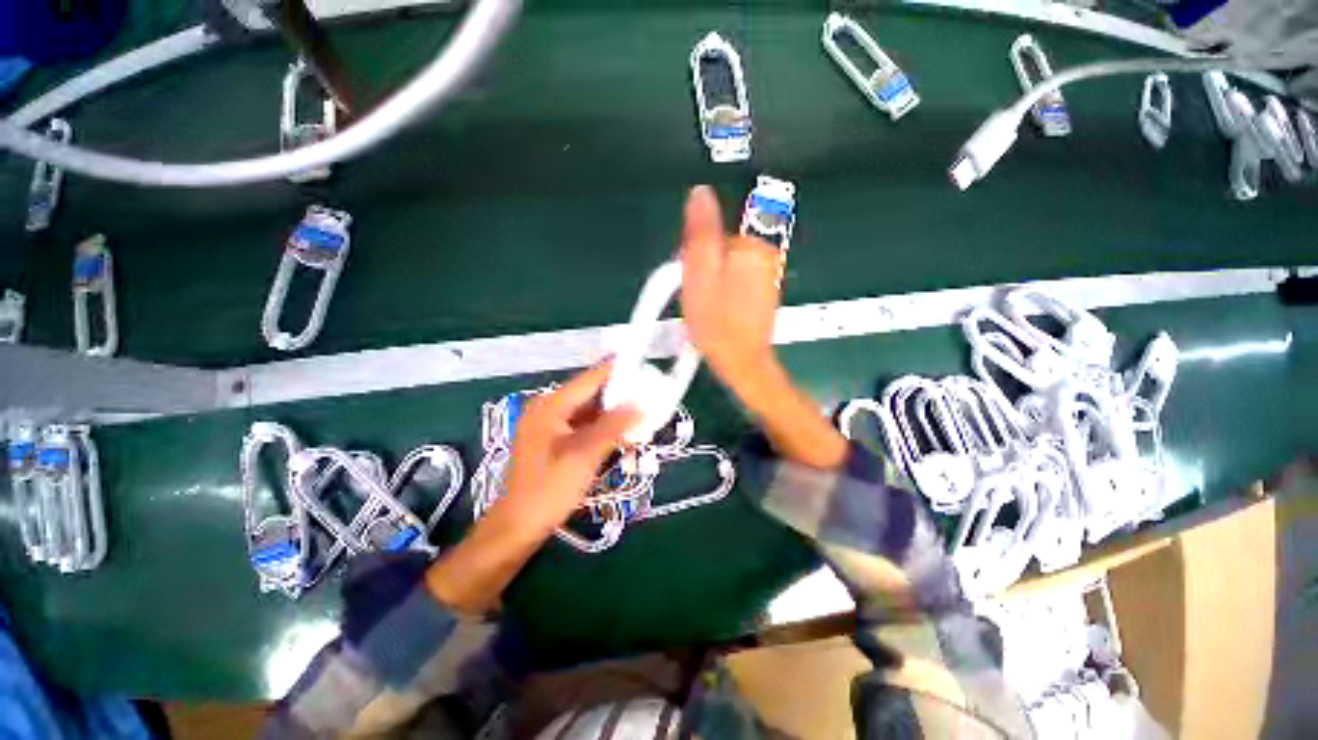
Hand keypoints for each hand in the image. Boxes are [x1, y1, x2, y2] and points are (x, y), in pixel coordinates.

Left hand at [503, 362, 640, 532]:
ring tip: (641, 417)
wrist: (517, 528)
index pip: (590, 379)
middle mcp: (548, 409)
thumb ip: (615, 425)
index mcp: (551, 406)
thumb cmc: (550, 488)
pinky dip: (602, 430)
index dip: (618, 373)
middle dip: (619, 397)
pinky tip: (621, 437)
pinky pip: (583, 427)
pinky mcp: (553, 442)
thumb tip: (642, 403)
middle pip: (590, 395)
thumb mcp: (586, 454)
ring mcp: (549, 426)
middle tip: (648, 398)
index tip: (645, 370)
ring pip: (588, 412)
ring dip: (613, 415)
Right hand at [680, 185, 782, 386]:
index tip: (689, 279)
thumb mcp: (699, 274)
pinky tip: (720, 311)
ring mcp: (768, 275)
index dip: (692, 256)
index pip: (712, 234)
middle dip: (704, 268)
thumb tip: (700, 192)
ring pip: (727, 266)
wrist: (740, 361)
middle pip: (721, 249)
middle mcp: (766, 256)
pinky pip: (737, 282)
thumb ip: (700, 231)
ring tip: (708, 307)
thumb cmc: (717, 323)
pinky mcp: (764, 292)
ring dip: (713, 282)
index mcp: (751, 246)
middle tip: (699, 296)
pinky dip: (725, 292)